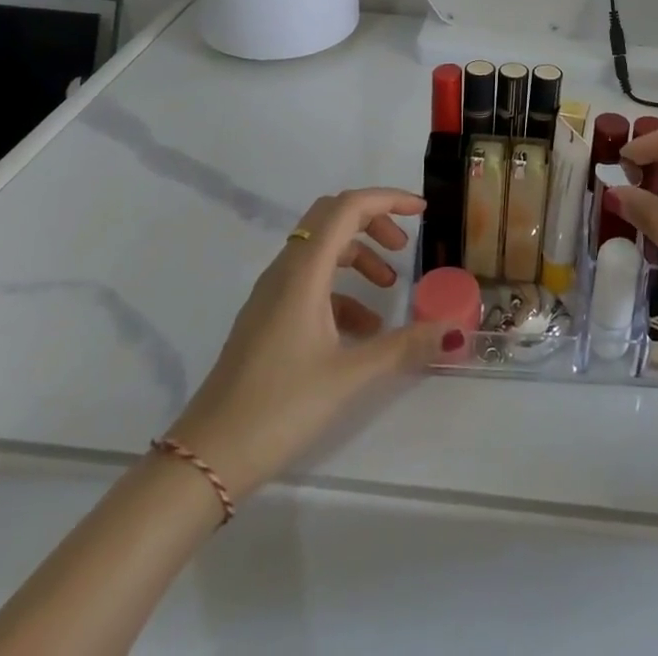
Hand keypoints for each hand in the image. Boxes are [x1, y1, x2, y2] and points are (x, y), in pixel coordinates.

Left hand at [165, 188, 458, 504]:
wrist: (206, 458)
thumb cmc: (279, 407)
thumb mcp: (348, 376)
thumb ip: (402, 347)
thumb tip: (450, 329)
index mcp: (303, 271)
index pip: (348, 207)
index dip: (387, 200)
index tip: (422, 211)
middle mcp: (285, 270)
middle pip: (332, 217)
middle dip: (372, 221)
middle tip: (403, 245)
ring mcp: (271, 293)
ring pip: (320, 249)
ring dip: (358, 255)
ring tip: (388, 287)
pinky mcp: (266, 317)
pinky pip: (309, 281)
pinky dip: (341, 289)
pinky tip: (361, 329)